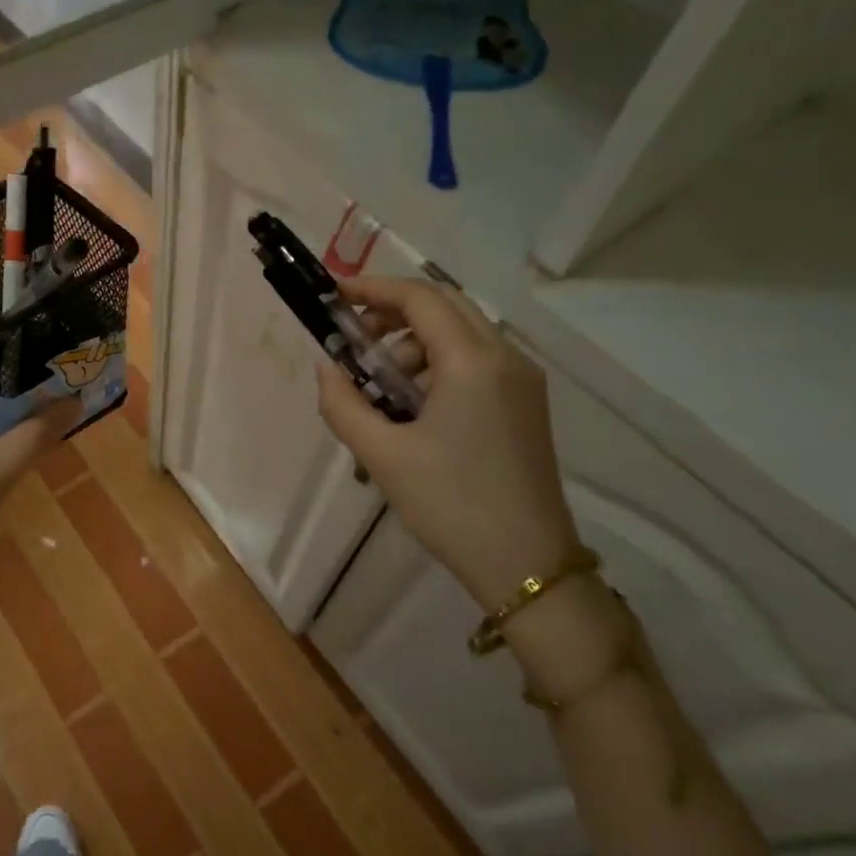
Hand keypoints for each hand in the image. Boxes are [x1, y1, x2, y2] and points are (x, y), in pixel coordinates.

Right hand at [315, 276, 581, 611]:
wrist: (529, 566)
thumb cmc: (451, 505)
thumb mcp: (381, 455)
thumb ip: (342, 403)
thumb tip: (326, 369)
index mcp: (473, 362)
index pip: (420, 298)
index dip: (373, 289)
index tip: (334, 296)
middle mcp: (505, 358)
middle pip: (444, 306)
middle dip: (393, 312)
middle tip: (353, 338)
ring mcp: (521, 381)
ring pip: (460, 333)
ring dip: (413, 343)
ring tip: (379, 387)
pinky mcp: (525, 404)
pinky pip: (475, 361)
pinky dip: (436, 364)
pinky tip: (411, 405)